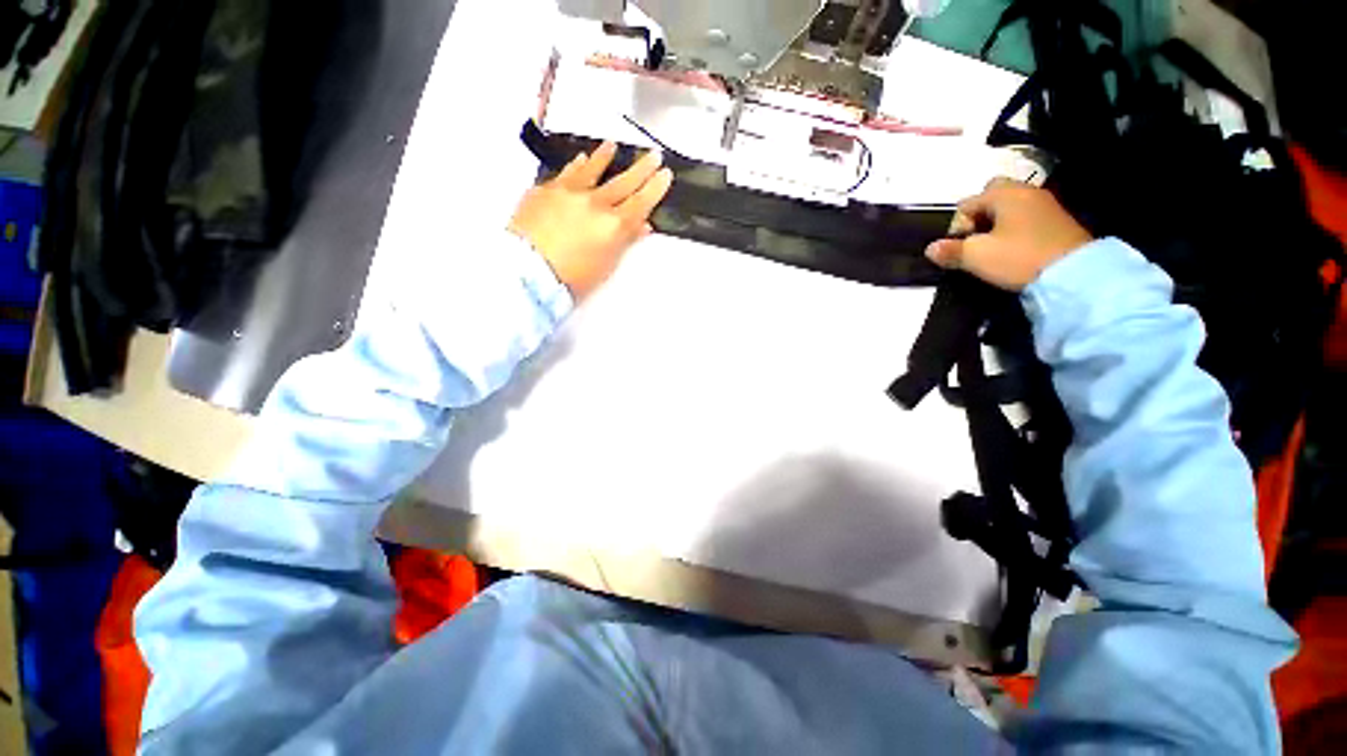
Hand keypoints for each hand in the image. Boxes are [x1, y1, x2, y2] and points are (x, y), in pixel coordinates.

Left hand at [508, 141, 673, 299]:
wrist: (528, 271)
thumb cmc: (572, 278)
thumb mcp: (606, 266)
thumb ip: (625, 242)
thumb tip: (642, 227)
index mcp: (613, 226)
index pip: (641, 202)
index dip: (655, 188)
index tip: (665, 174)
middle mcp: (595, 203)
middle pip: (623, 182)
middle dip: (641, 168)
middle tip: (654, 155)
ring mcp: (569, 193)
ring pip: (592, 170)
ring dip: (605, 157)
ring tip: (613, 145)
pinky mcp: (546, 190)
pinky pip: (566, 173)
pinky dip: (576, 166)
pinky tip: (581, 158)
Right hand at [925, 178, 1092, 290]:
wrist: (1075, 274)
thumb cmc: (1018, 257)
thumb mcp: (976, 257)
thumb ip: (950, 251)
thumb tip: (930, 248)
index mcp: (1004, 194)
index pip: (966, 204)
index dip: (957, 227)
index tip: (962, 249)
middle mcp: (1026, 191)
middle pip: (991, 196)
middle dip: (979, 217)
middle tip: (977, 242)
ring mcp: (1045, 204)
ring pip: (1010, 207)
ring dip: (997, 224)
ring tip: (993, 249)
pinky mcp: (1058, 220)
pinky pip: (1026, 217)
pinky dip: (1015, 229)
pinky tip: (1014, 249)